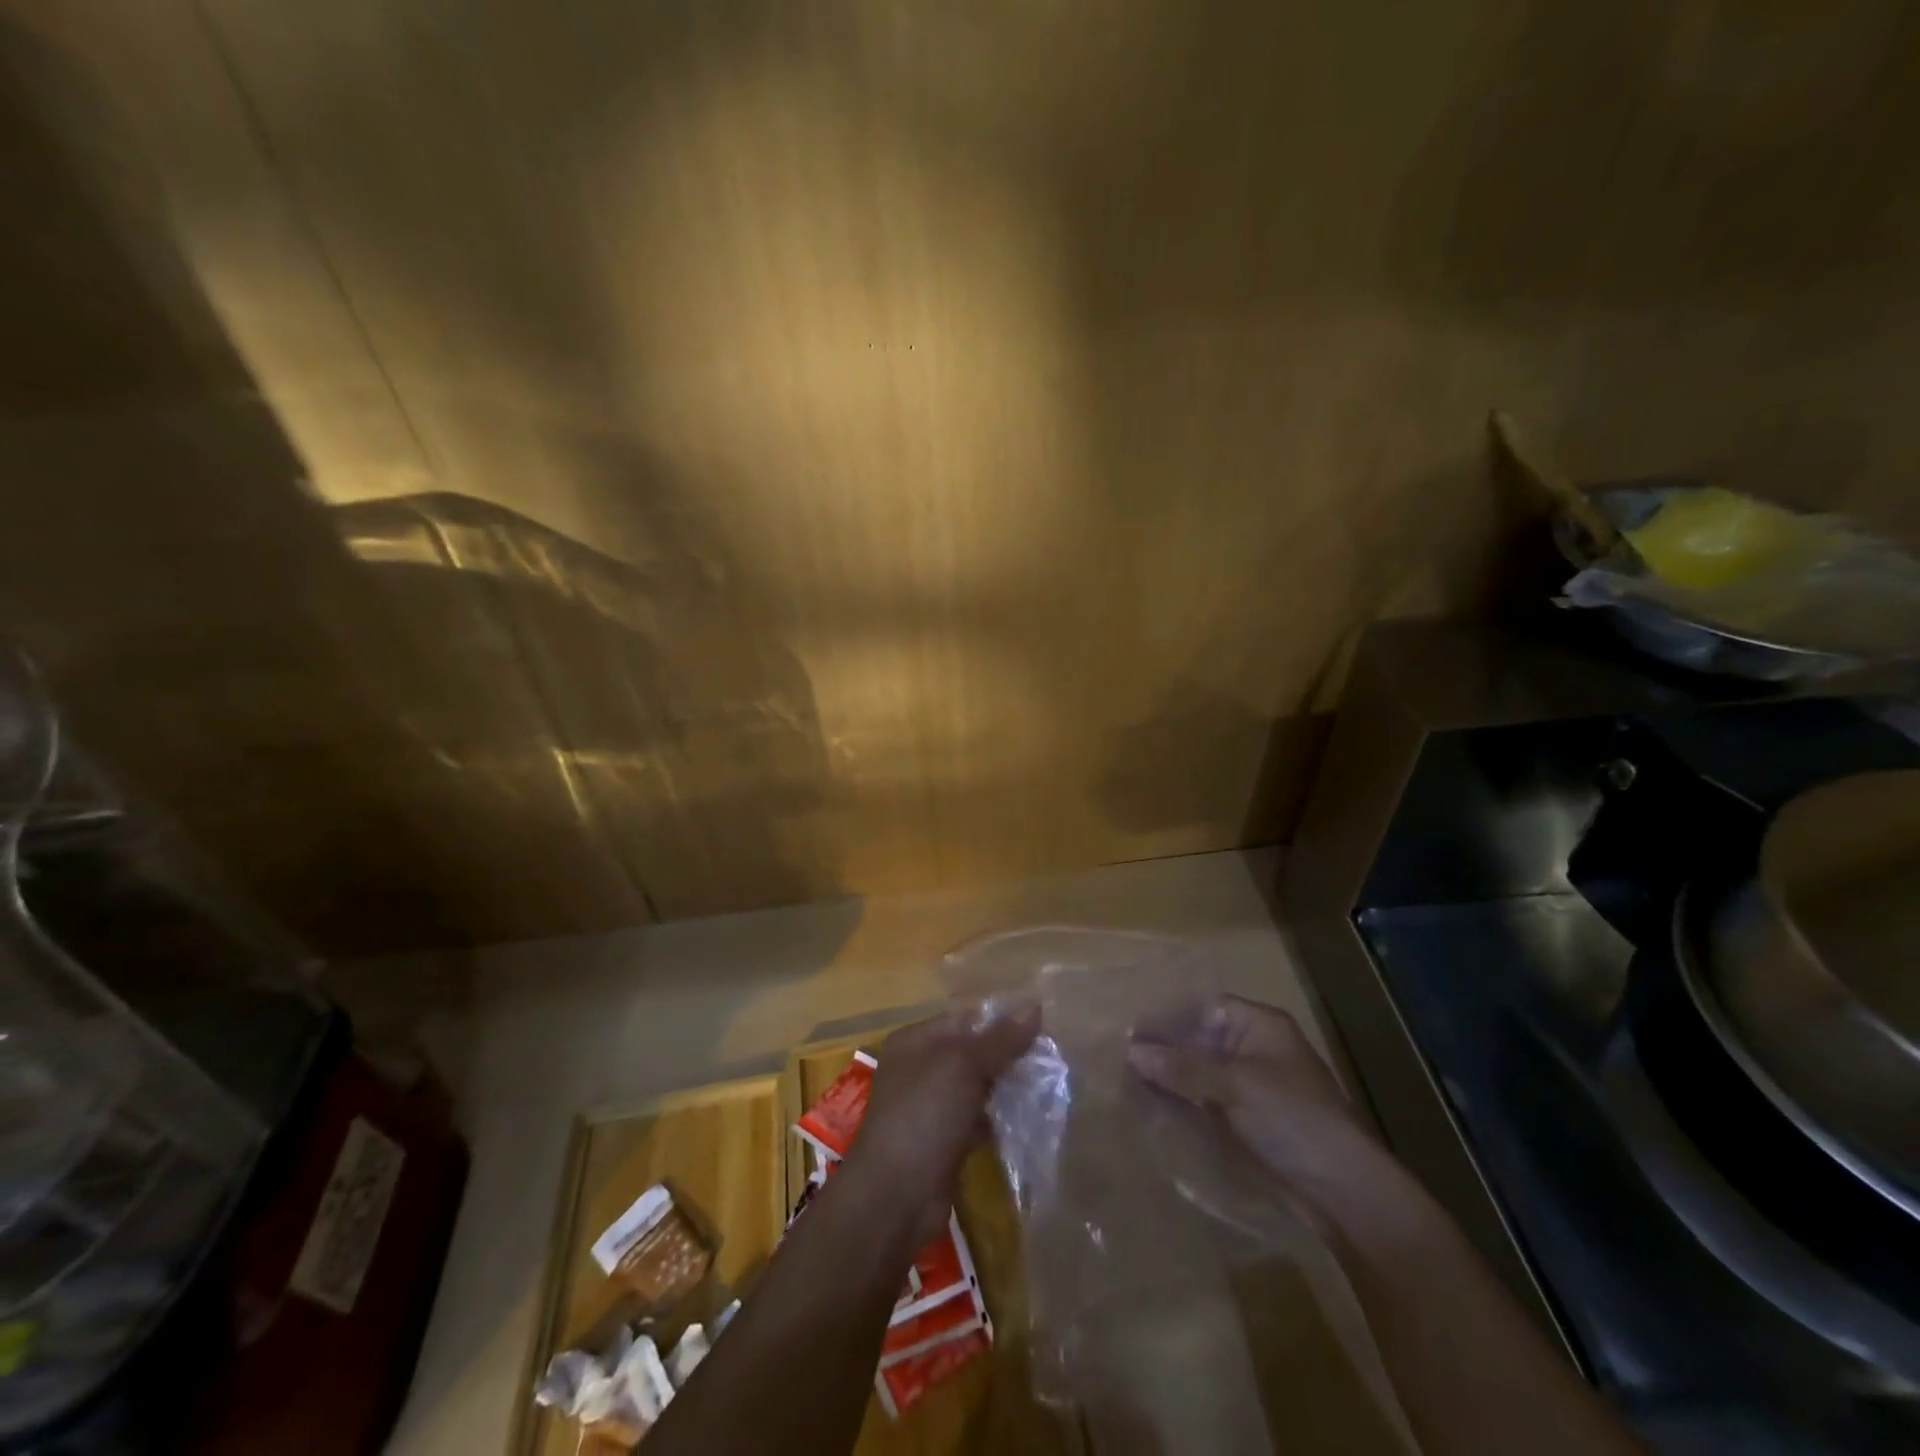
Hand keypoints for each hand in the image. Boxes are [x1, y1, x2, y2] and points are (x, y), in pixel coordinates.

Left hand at [843, 1001, 1038, 1247]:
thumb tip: (1035, 1006)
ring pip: (975, 1087)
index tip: (1042, 1026)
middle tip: (1050, 1058)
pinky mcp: (942, 1141)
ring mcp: (929, 1107)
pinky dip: (997, 1118)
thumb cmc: (925, 1115)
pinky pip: (975, 1119)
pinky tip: (1026, 1119)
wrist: (896, 1196)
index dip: (1001, 1021)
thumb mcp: (964, 1066)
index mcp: (915, 1040)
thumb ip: (1000, 1039)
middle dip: (1007, 1055)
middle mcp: (919, 1068)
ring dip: (1005, 1087)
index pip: (964, 1019)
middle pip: (971, 1052)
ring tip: (1046, 1085)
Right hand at [1128, 995, 1407, 1239]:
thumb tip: (1131, 1051)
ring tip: (1125, 1082)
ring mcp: (1250, 1087)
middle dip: (1164, 1049)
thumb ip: (1183, 1067)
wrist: (1343, 1192)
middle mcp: (1253, 1049)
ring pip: (1199, 1073)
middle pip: (1199, 1040)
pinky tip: (1151, 1108)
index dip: (1169, 1016)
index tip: (1130, 1030)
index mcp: (1260, 1026)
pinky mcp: (1245, 1121)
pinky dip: (1182, 1103)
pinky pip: (1205, 1102)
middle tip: (1119, 1057)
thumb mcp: (1236, 1085)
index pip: (1204, 1007)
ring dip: (1170, 1078)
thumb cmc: (1293, 1119)